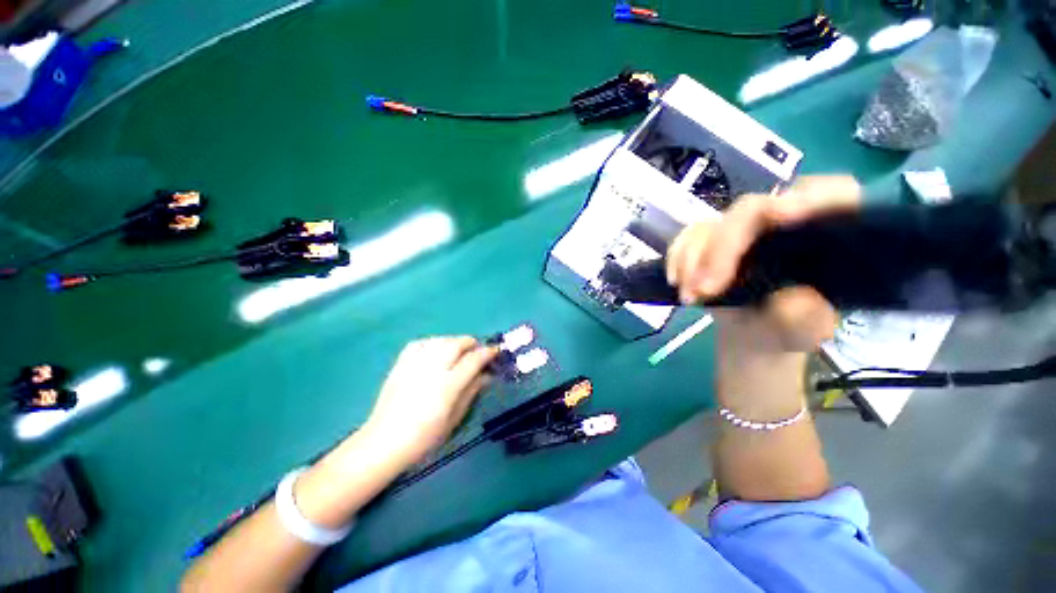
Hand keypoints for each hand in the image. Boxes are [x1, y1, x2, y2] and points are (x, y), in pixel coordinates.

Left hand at [364, 337, 497, 464]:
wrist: (385, 442)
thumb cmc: (425, 438)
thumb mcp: (455, 418)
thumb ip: (472, 392)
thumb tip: (486, 375)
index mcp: (448, 385)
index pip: (473, 360)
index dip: (488, 352)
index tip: (495, 351)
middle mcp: (432, 369)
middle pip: (456, 343)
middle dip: (471, 343)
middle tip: (477, 351)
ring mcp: (414, 364)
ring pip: (439, 340)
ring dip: (453, 341)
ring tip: (458, 350)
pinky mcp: (400, 364)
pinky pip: (419, 343)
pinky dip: (431, 342)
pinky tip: (435, 350)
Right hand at [666, 176, 860, 353]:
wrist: (756, 331)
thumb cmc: (790, 327)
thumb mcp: (807, 329)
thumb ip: (806, 315)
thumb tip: (791, 296)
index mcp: (826, 229)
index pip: (830, 194)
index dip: (809, 197)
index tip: (784, 215)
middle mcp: (784, 217)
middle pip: (750, 211)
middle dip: (722, 249)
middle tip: (705, 289)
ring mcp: (743, 227)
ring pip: (712, 224)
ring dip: (692, 260)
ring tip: (689, 297)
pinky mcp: (713, 237)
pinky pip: (688, 236)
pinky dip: (678, 257)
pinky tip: (676, 281)